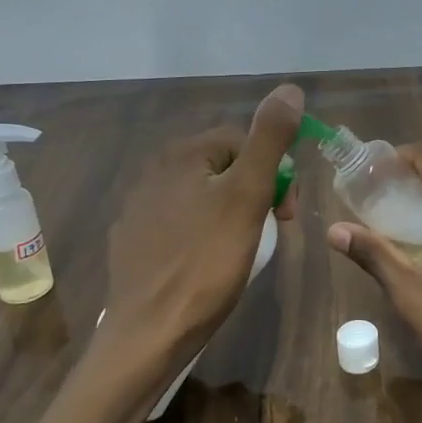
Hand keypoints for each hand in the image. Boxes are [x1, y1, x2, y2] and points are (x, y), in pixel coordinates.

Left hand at [99, 83, 303, 372]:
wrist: (150, 334)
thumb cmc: (208, 262)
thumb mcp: (249, 196)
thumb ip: (269, 139)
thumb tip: (290, 88)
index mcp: (181, 154)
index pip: (244, 141)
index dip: (275, 172)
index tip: (288, 214)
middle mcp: (153, 171)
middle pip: (223, 167)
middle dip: (254, 193)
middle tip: (270, 232)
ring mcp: (137, 208)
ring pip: (202, 196)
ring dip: (230, 214)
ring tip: (242, 251)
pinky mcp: (131, 241)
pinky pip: (179, 223)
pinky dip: (201, 235)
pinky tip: (207, 264)